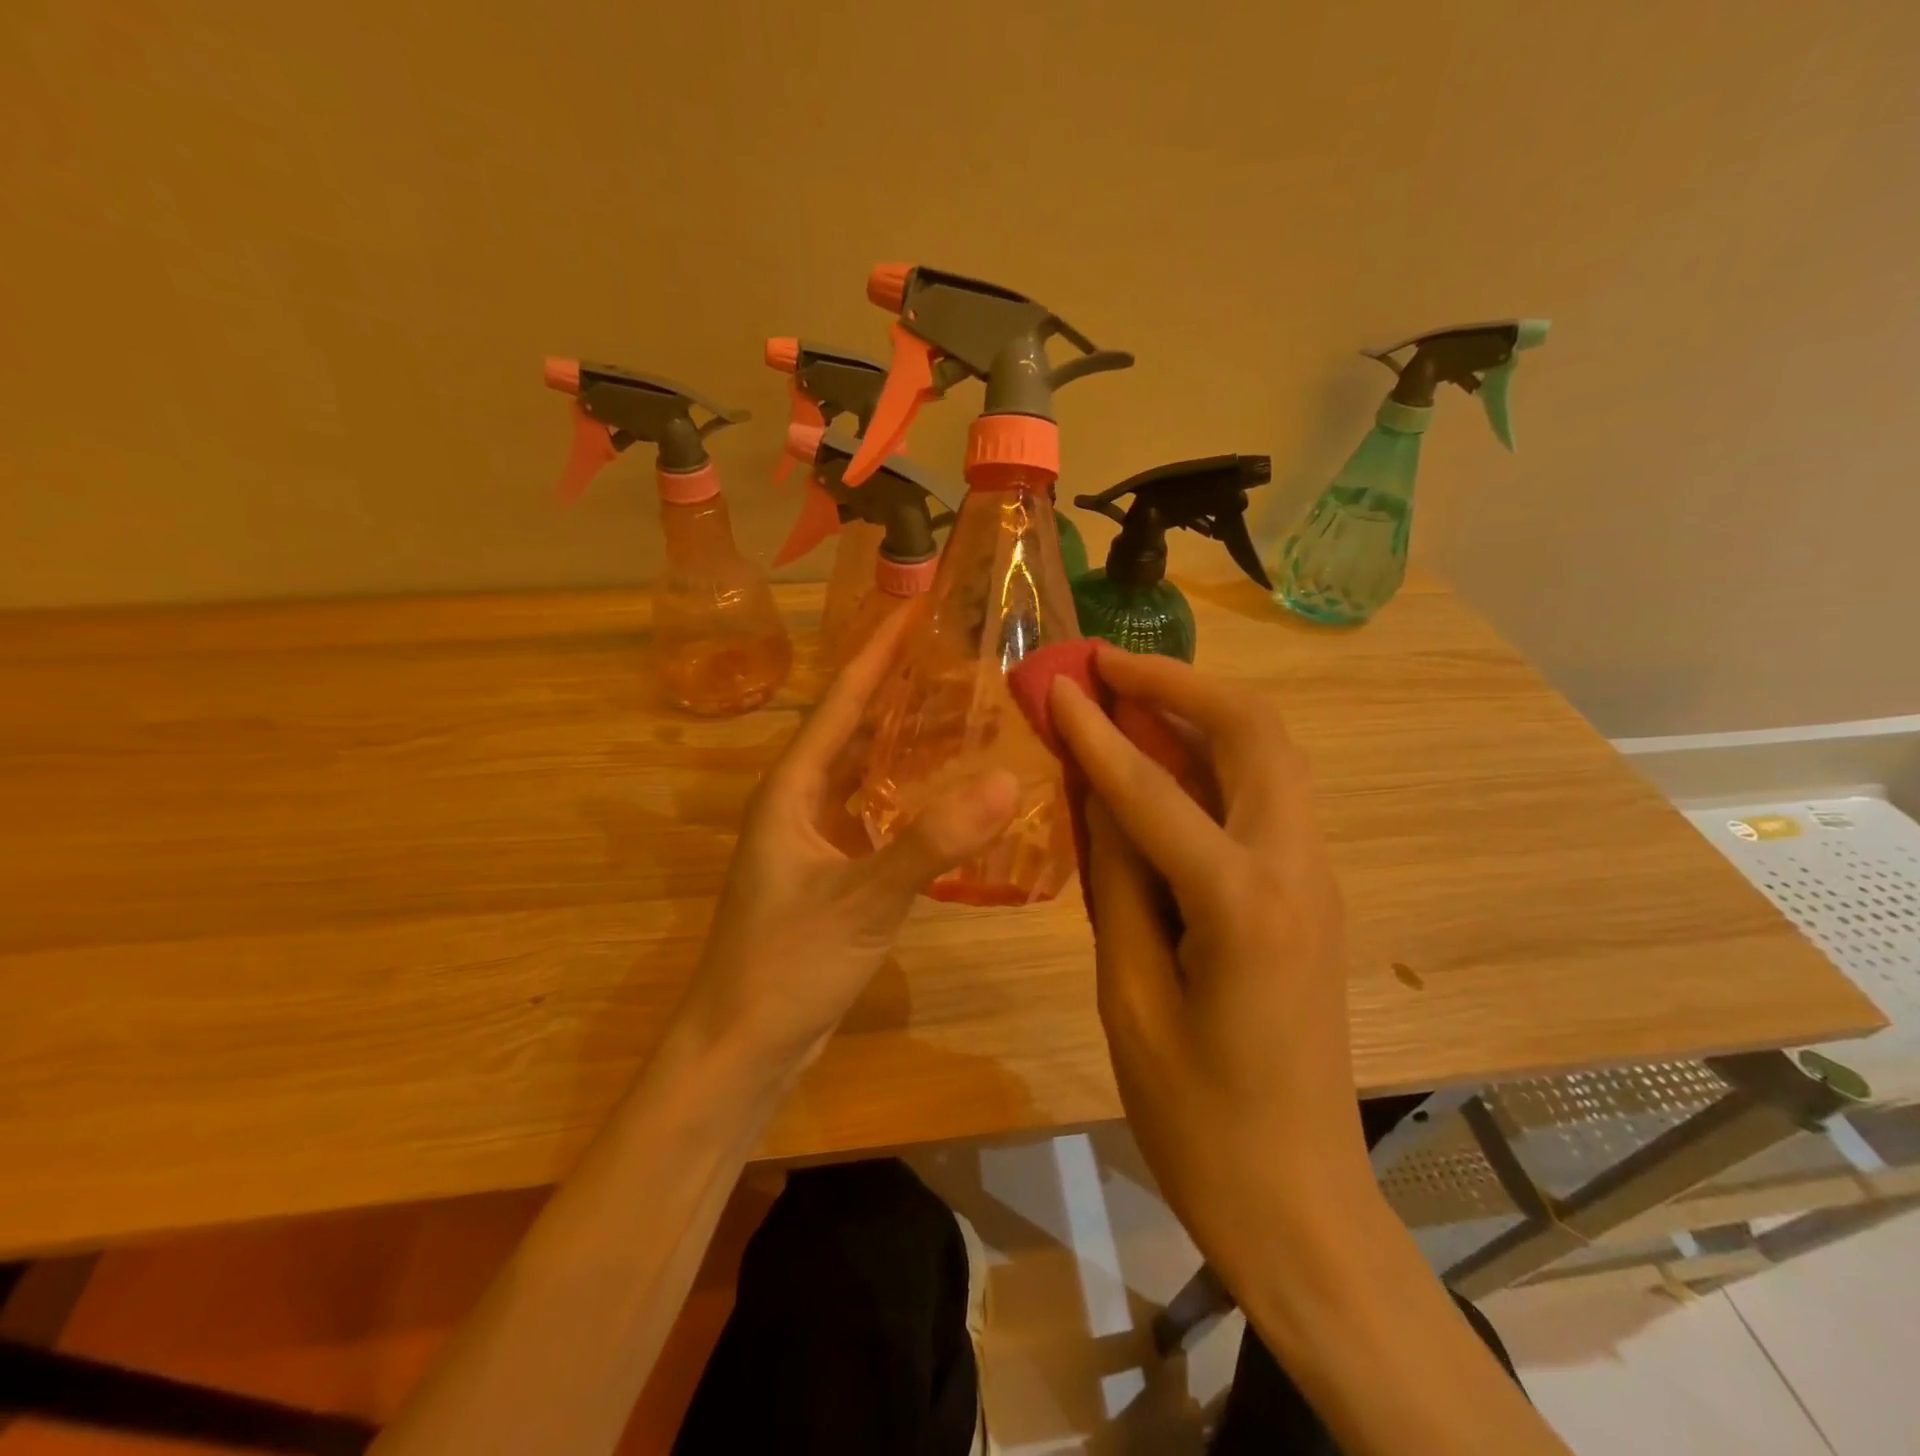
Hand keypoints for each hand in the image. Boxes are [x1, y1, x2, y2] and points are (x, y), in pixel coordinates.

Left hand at [675, 601, 1017, 1075]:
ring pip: (864, 771)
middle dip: (900, 688)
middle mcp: (798, 801)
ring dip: (905, 740)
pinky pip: (872, 812)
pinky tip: (947, 795)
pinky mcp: (829, 871)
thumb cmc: (786, 965)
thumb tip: (1006, 782)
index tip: (917, 605)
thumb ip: (931, 843)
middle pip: (854, 727)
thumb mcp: (862, 900)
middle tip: (959, 654)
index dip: (879, 651)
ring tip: (964, 711)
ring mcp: (812, 838)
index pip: (842, 700)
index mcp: (792, 788)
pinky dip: (908, 794)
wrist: (741, 1045)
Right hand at [1049, 647, 1370, 1269]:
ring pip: (1271, 753)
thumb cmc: (1198, 1118)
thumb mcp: (1130, 995)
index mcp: (1245, 903)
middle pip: (1254, 733)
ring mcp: (1316, 876)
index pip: (1155, 789)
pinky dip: (1216, 756)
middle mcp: (1298, 868)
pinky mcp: (1311, 892)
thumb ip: (1116, 879)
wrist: (1299, 1200)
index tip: (1055, 681)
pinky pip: (1267, 793)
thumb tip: (1094, 792)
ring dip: (1201, 710)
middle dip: (1178, 684)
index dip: (1097, 731)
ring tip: (1129, 694)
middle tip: (1107, 665)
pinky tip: (1163, 759)